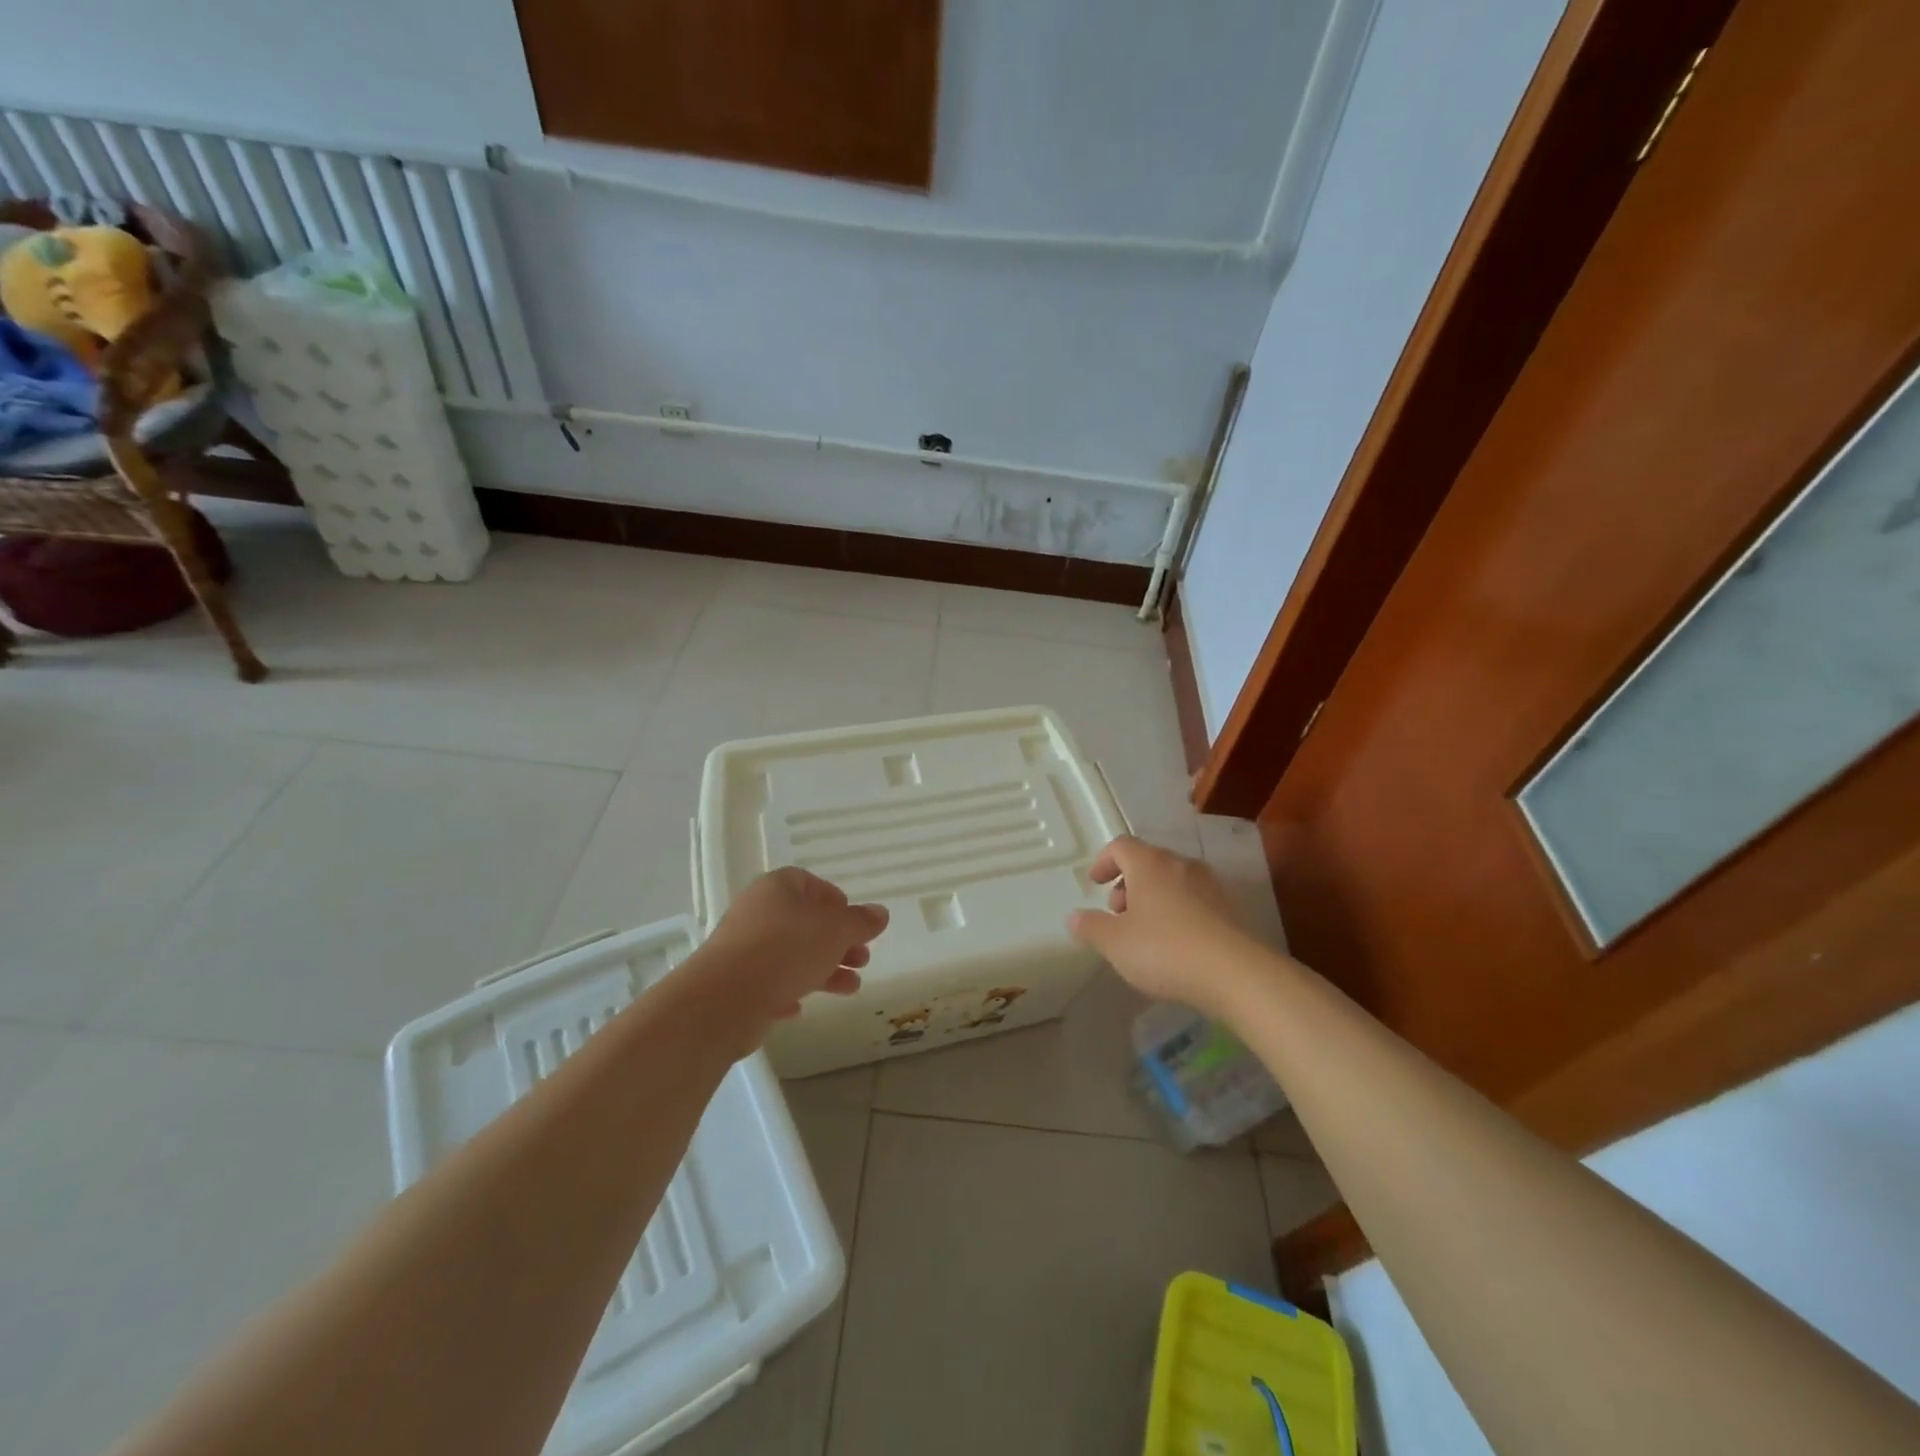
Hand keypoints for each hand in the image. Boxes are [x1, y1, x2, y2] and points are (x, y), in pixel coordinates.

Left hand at [688, 867, 888, 1048]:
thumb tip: (881, 913)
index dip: (836, 902)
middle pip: (805, 922)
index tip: (855, 924)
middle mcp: (757, 911)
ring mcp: (743, 948)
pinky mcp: (735, 983)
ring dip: (824, 969)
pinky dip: (790, 990)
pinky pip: (770, 982)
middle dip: (837, 942)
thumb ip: (861, 922)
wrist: (725, 999)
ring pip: (791, 954)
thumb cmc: (787, 950)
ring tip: (851, 988)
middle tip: (862, 959)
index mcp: (778, 888)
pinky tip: (802, 1007)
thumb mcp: (836, 931)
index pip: (810, 883)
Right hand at [1067, 835, 1258, 1018]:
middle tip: (1117, 913)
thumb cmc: (1163, 949)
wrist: (1233, 974)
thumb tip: (1075, 917)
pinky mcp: (1226, 909)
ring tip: (1143, 931)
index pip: (1120, 846)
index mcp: (1149, 863)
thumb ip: (1091, 926)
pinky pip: (1191, 900)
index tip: (1095, 884)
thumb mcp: (1114, 942)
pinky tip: (1172, 943)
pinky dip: (1175, 911)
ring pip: (1171, 880)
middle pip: (1147, 861)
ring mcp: (1208, 885)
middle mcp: (1180, 865)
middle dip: (1127, 883)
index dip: (1103, 862)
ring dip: (1151, 898)